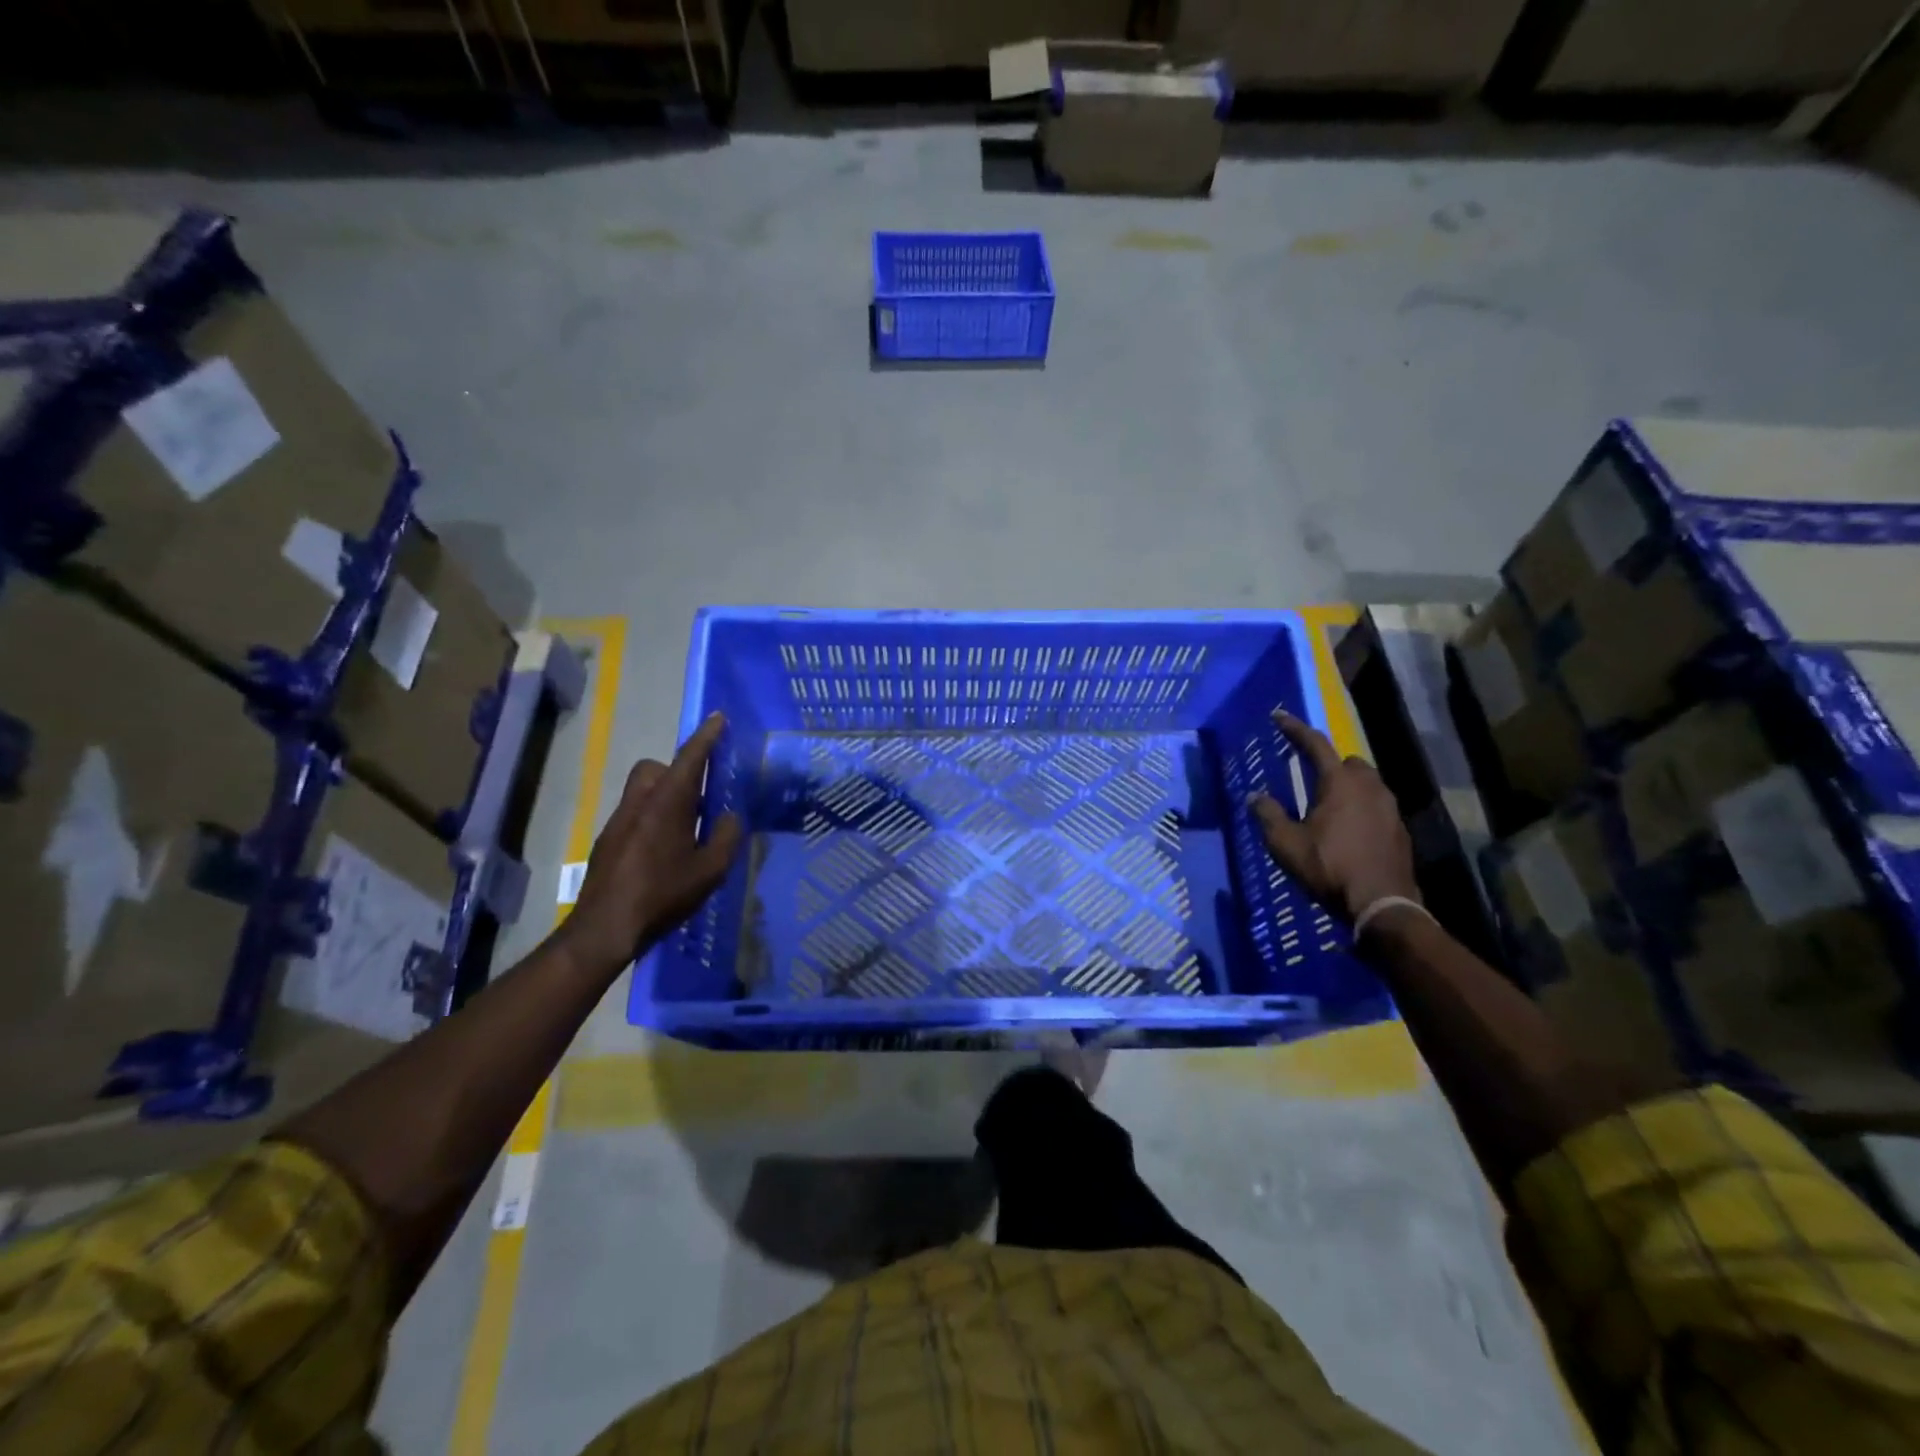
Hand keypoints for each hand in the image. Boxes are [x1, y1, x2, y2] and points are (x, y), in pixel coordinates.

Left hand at [555, 712, 743, 977]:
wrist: (605, 927)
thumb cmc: (662, 895)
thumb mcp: (710, 870)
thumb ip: (726, 838)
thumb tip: (730, 817)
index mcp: (667, 804)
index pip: (689, 759)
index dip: (706, 737)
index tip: (718, 718)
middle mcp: (640, 803)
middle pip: (655, 768)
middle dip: (676, 770)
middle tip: (698, 795)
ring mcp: (619, 821)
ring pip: (643, 791)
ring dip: (664, 796)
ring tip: (686, 828)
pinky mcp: (609, 841)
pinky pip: (635, 814)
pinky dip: (652, 819)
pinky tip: (665, 852)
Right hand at [1249, 710, 1418, 922]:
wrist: (1382, 904)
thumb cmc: (1329, 867)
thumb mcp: (1286, 844)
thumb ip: (1269, 815)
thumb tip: (1254, 796)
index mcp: (1339, 783)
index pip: (1315, 745)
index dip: (1294, 729)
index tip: (1278, 716)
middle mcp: (1369, 787)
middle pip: (1349, 762)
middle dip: (1330, 763)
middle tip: (1311, 777)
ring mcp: (1389, 808)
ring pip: (1368, 783)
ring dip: (1348, 786)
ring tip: (1329, 805)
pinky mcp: (1400, 830)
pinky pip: (1377, 807)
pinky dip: (1361, 809)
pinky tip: (1349, 830)